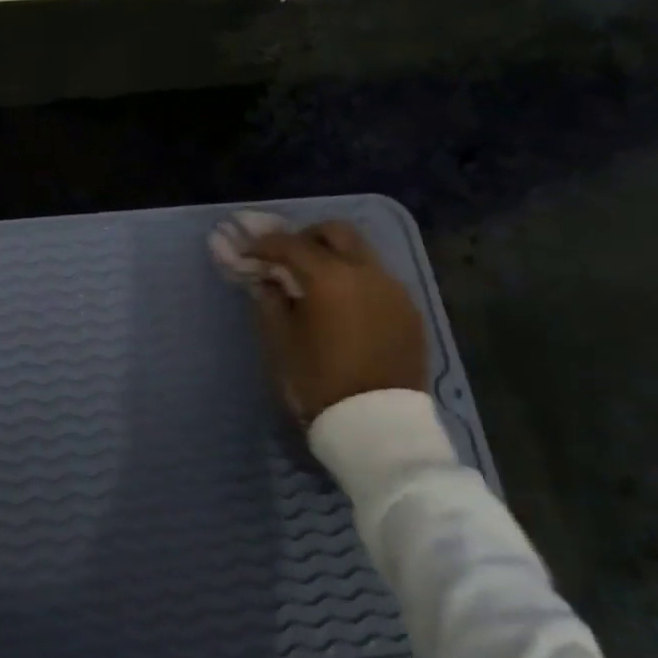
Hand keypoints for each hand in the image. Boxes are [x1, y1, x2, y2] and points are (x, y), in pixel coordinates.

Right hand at [246, 221, 427, 422]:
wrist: (378, 426)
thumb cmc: (319, 382)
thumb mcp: (282, 342)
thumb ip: (270, 302)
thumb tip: (267, 280)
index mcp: (330, 278)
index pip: (291, 244)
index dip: (264, 244)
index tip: (247, 252)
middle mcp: (367, 272)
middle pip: (336, 232)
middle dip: (307, 237)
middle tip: (287, 257)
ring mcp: (394, 289)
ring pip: (362, 253)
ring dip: (335, 257)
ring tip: (317, 282)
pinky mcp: (410, 311)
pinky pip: (379, 279)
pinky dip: (356, 280)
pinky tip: (345, 306)